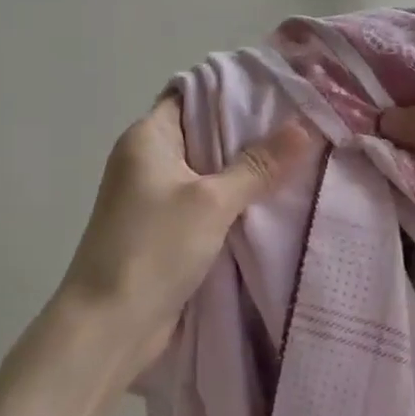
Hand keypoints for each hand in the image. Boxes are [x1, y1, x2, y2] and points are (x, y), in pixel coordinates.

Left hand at [52, 96, 312, 378]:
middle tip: (305, 122)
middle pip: (207, 132)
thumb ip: (258, 165)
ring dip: (249, 169)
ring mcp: (157, 197)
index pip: (194, 94)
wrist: (110, 327)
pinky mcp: (168, 230)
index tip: (282, 88)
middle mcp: (150, 160)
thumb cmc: (153, 249)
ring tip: (303, 154)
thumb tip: (304, 126)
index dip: (235, 89)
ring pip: (212, 171)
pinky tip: (278, 198)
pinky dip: (238, 200)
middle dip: (252, 131)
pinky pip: (210, 202)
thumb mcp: (212, 201)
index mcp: (148, 138)